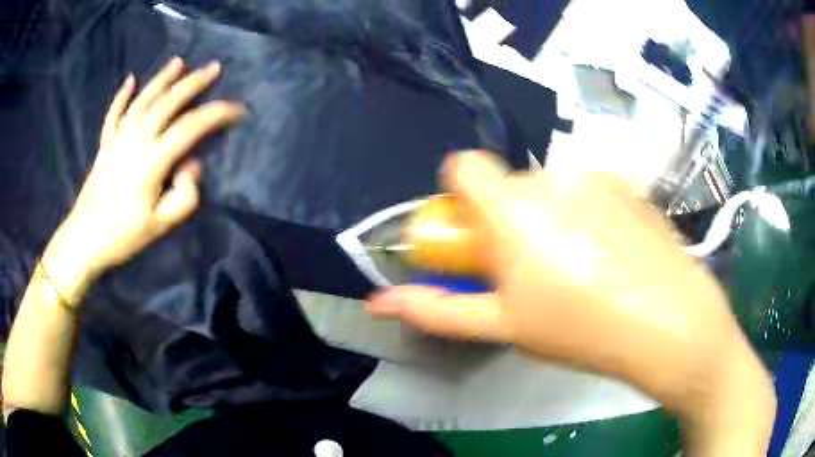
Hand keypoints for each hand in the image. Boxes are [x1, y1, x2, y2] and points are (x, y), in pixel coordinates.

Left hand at [44, 58, 244, 299]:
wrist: (84, 241)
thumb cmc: (123, 236)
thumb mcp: (160, 225)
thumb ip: (184, 196)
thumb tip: (191, 165)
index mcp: (151, 162)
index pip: (190, 128)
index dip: (216, 114)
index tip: (238, 110)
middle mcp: (135, 141)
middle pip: (167, 103)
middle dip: (193, 83)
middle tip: (213, 68)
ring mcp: (117, 139)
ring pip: (143, 100)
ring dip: (162, 79)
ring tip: (179, 62)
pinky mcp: (105, 144)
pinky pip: (114, 114)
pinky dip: (122, 95)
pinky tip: (131, 79)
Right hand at [368, 151, 774, 453]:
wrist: (668, 321)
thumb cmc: (580, 329)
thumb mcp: (504, 326)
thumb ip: (438, 310)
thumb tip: (378, 302)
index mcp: (514, 206)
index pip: (464, 165)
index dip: (460, 194)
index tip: (476, 233)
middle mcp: (552, 177)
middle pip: (511, 182)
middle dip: (509, 217)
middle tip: (534, 268)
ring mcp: (597, 176)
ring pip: (553, 187)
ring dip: (551, 216)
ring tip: (579, 266)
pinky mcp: (628, 185)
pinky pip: (591, 190)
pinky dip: (588, 213)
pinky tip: (613, 254)